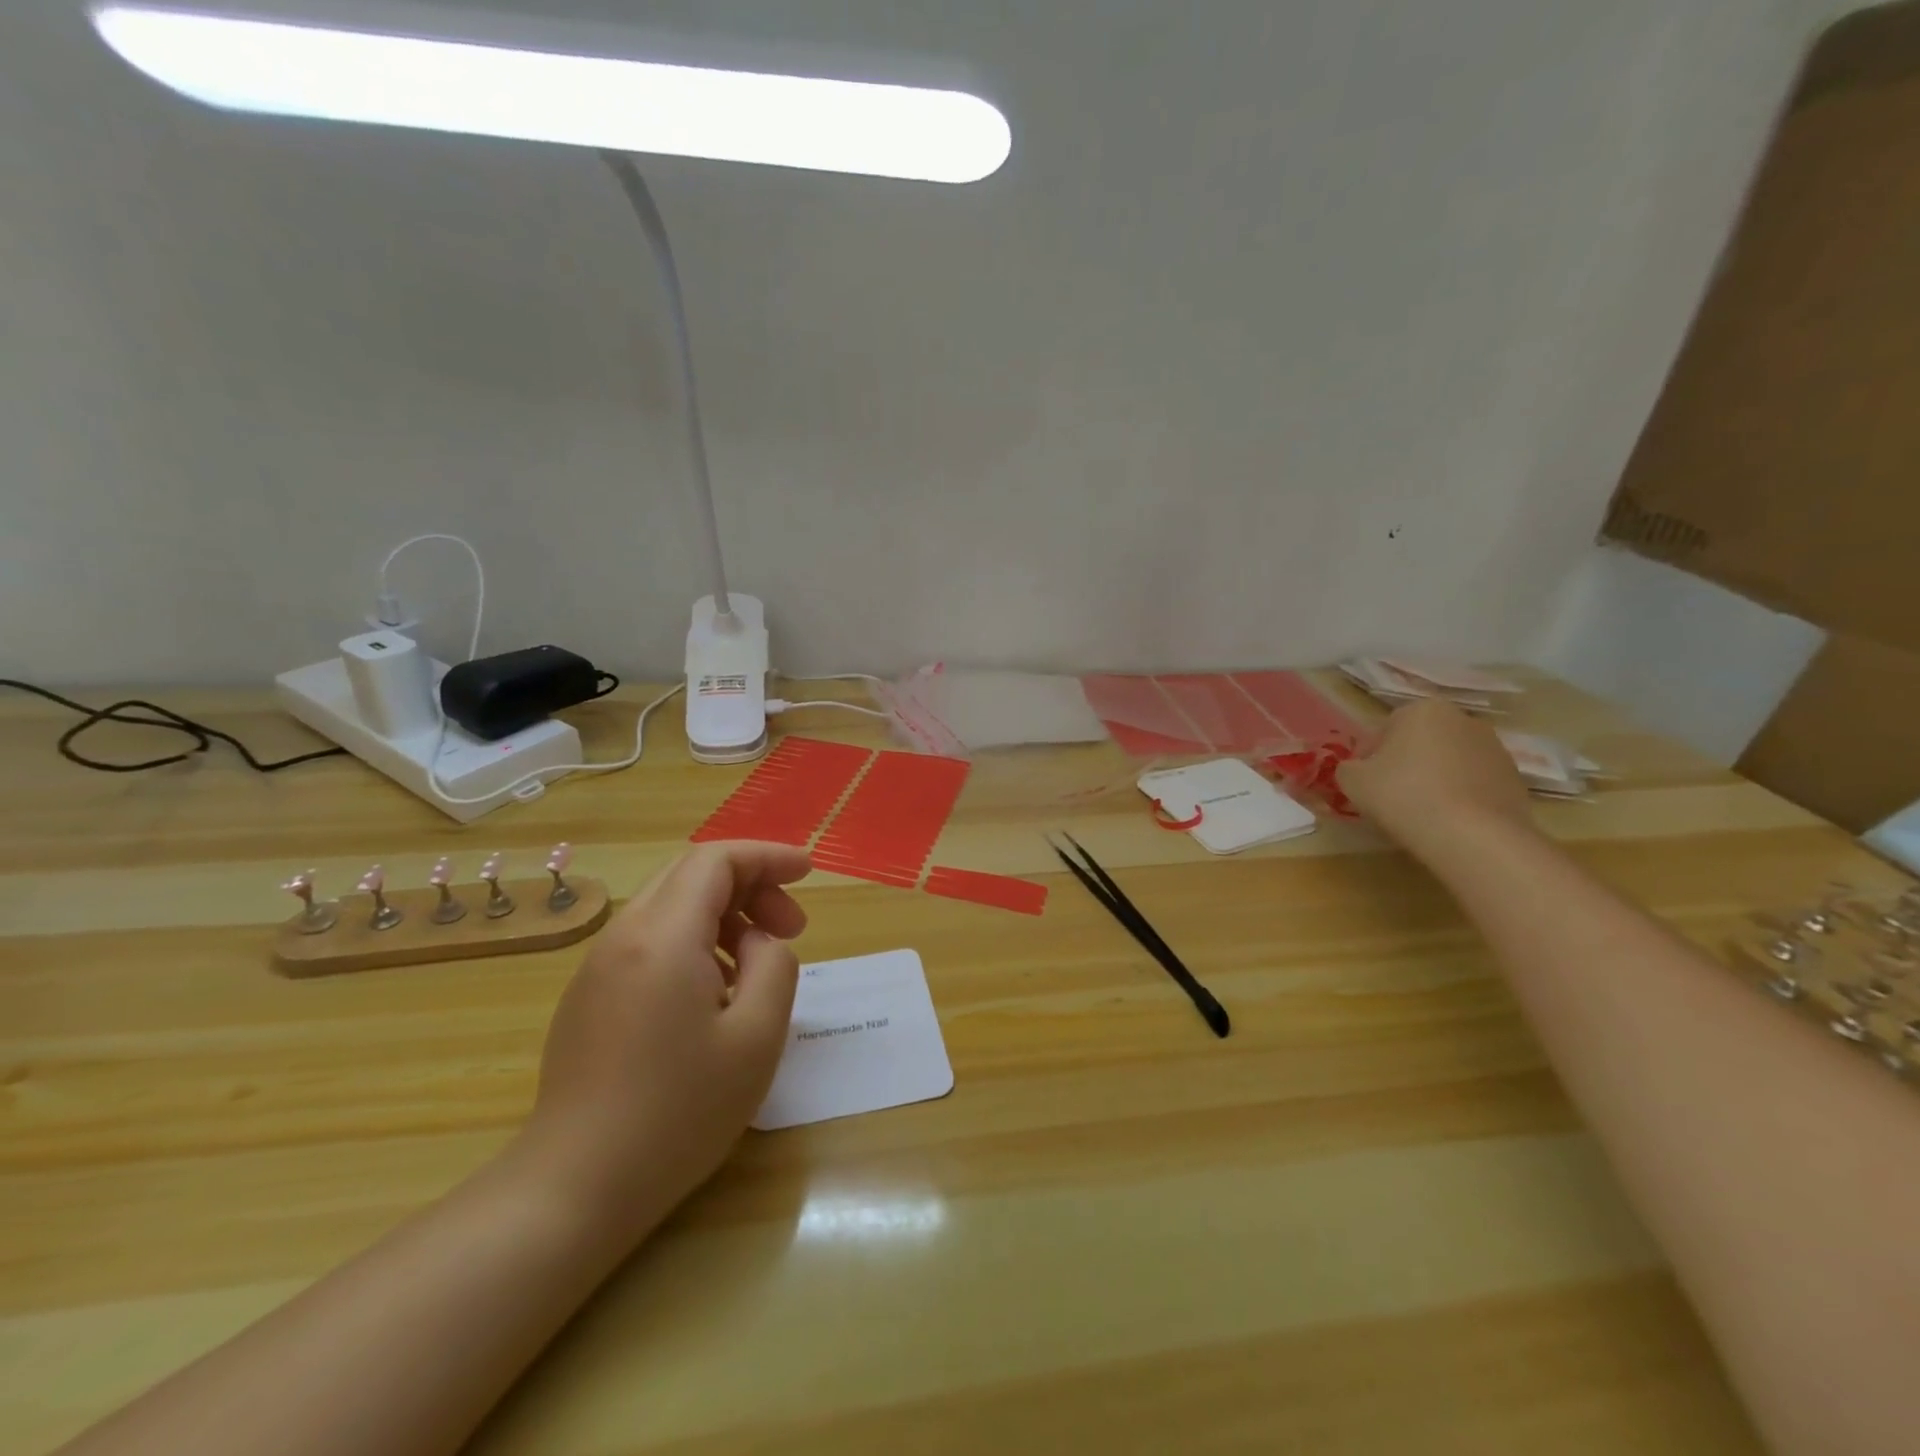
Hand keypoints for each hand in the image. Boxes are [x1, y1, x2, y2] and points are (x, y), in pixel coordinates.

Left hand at [516, 842, 811, 1244]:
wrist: (574, 1188)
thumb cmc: (679, 1111)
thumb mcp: (757, 1036)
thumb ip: (774, 965)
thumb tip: (757, 942)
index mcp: (663, 936)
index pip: (717, 860)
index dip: (767, 856)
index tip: (808, 872)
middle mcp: (624, 936)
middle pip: (692, 876)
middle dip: (751, 885)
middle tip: (792, 928)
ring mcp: (598, 967)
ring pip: (670, 907)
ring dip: (724, 916)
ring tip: (759, 965)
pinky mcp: (588, 998)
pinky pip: (650, 943)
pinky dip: (694, 942)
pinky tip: (715, 995)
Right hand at [1337, 699, 1533, 854]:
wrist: (1475, 836)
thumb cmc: (1404, 796)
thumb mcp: (1352, 781)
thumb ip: (1348, 768)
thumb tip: (1358, 769)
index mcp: (1422, 710)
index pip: (1382, 731)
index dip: (1367, 758)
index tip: (1362, 783)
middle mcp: (1462, 719)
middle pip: (1419, 742)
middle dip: (1404, 763)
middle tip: (1389, 796)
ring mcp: (1495, 748)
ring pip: (1448, 761)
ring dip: (1433, 778)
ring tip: (1420, 811)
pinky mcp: (1515, 778)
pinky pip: (1473, 783)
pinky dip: (1459, 795)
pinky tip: (1448, 820)